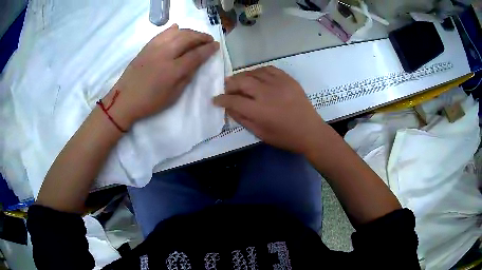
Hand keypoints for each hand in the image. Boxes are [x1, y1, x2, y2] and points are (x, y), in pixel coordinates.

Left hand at [104, 24, 219, 129]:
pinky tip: (177, 28)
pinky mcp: (146, 47)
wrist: (124, 100)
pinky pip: (162, 33)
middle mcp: (164, 54)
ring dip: (189, 31)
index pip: (196, 55)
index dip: (208, 49)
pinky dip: (172, 29)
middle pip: (187, 38)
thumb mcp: (173, 96)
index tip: (216, 45)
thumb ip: (186, 77)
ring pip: (176, 33)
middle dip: (201, 37)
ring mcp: (154, 48)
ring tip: (195, 35)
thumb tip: (195, 63)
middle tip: (208, 39)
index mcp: (172, 70)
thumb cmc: (150, 102)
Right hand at [213, 66, 326, 154]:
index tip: (215, 99)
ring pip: (253, 72)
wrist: (310, 131)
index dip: (221, 99)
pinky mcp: (287, 79)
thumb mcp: (260, 133)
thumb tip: (229, 107)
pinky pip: (268, 69)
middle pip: (241, 82)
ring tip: (240, 81)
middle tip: (227, 88)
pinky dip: (259, 71)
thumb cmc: (284, 137)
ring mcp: (278, 84)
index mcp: (259, 111)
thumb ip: (242, 119)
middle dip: (229, 84)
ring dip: (242, 76)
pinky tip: (256, 76)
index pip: (233, 100)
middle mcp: (266, 94)